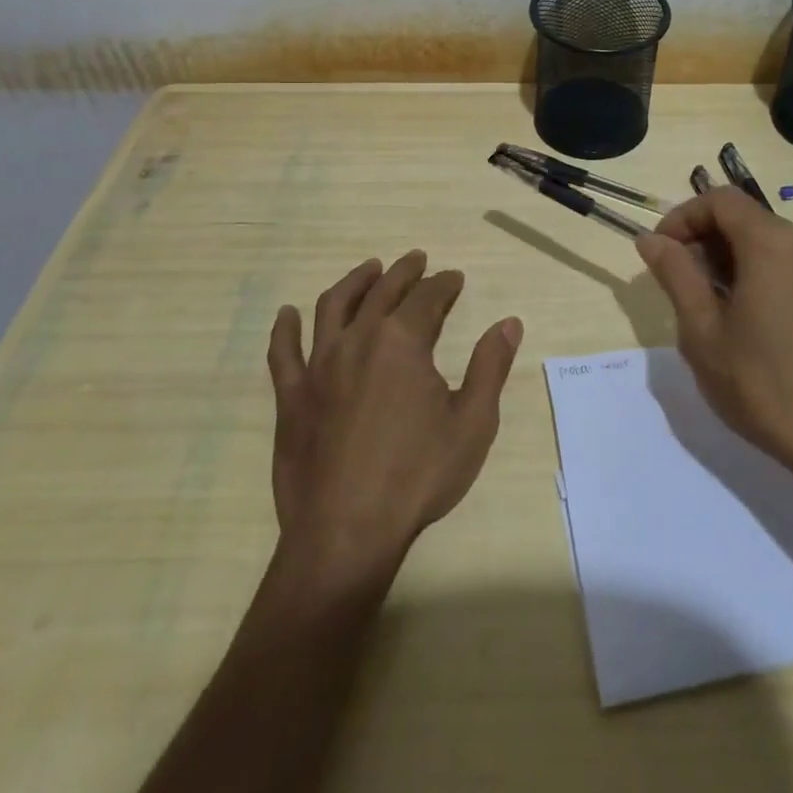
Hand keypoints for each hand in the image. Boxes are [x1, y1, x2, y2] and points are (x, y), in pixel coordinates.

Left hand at [266, 251, 521, 576]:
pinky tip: (286, 314)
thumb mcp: (472, 423)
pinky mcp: (291, 396)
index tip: (454, 277)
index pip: (428, 297)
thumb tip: (509, 323)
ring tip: (369, 269)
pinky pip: (283, 352)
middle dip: (404, 272)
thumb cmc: (417, 476)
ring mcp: (318, 366)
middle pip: (382, 292)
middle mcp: (358, 340)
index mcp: (402, 342)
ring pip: (333, 307)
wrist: (346, 532)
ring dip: (354, 282)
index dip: (444, 284)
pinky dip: (285, 329)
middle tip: (417, 260)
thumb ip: (491, 367)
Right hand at [635, 188, 792, 499]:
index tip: (661, 252)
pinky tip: (745, 319)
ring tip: (707, 305)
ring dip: (729, 259)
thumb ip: (675, 274)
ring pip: (767, 243)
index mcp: (773, 243)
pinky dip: (758, 273)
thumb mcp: (702, 329)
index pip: (720, 200)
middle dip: (704, 239)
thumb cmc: (761, 383)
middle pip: (745, 218)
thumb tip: (651, 239)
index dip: (683, 217)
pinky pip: (789, 265)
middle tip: (679, 283)